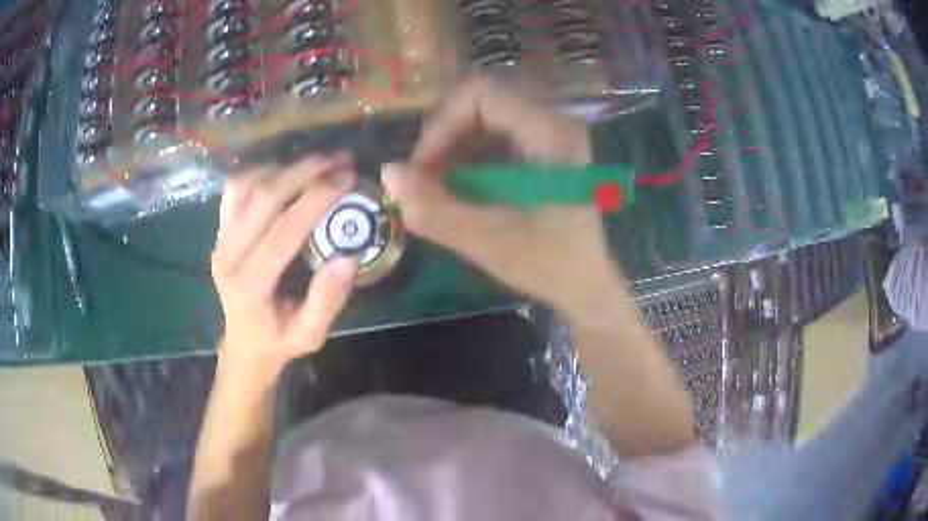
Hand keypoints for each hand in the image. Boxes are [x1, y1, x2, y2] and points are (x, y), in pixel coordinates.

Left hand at [211, 154, 358, 384]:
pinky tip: (286, 173)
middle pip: (263, 197)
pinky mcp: (219, 230)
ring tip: (318, 164)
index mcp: (250, 284)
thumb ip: (327, 300)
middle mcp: (228, 256)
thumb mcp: (311, 334)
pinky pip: (236, 188)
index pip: (284, 230)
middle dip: (304, 171)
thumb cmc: (280, 341)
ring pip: (246, 185)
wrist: (244, 343)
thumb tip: (349, 258)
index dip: (317, 199)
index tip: (348, 178)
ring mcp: (219, 239)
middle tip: (339, 159)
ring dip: (284, 167)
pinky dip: (261, 172)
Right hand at [382, 75, 621, 320]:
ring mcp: (549, 134)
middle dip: (442, 138)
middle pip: (480, 102)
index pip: (480, 94)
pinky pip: (494, 137)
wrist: (591, 285)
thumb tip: (388, 172)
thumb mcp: (491, 242)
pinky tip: (459, 188)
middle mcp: (553, 121)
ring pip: (483, 119)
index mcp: (552, 133)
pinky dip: (467, 158)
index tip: (420, 170)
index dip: (440, 125)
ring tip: (437, 188)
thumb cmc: (552, 265)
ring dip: (451, 149)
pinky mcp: (541, 150)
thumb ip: (436, 210)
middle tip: (424, 180)